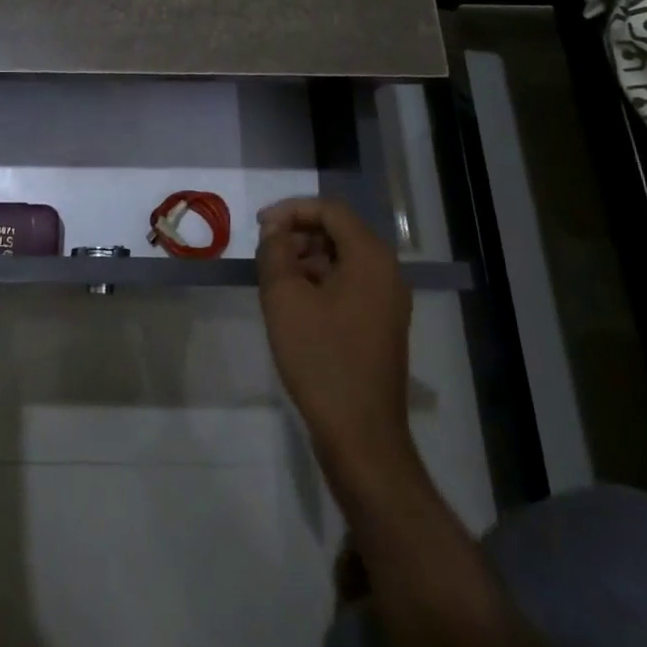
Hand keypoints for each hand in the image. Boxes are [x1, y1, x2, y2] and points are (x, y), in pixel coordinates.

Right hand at [256, 197, 413, 472]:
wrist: (361, 436)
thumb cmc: (321, 358)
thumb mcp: (285, 298)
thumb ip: (274, 252)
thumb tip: (274, 230)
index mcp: (370, 257)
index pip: (330, 210)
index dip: (290, 210)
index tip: (258, 227)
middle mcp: (387, 272)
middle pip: (338, 232)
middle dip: (297, 235)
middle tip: (264, 254)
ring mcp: (388, 302)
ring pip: (342, 260)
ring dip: (306, 260)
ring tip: (274, 281)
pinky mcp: (381, 326)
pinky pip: (348, 286)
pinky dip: (319, 283)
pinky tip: (294, 307)